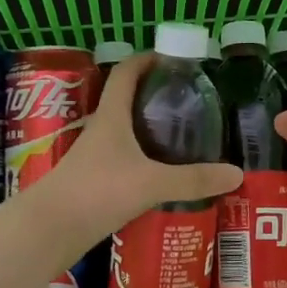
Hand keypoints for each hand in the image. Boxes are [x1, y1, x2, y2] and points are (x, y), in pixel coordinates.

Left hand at [22, 54, 240, 259]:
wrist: (49, 229)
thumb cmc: (97, 191)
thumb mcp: (151, 183)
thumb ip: (193, 179)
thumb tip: (237, 173)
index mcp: (111, 117)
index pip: (126, 73)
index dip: (147, 59)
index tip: (172, 58)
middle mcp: (101, 131)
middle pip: (127, 102)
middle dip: (155, 97)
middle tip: (189, 102)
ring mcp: (95, 158)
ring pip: (126, 134)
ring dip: (149, 131)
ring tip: (183, 138)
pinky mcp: (94, 182)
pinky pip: (124, 162)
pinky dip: (144, 161)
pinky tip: (163, 176)